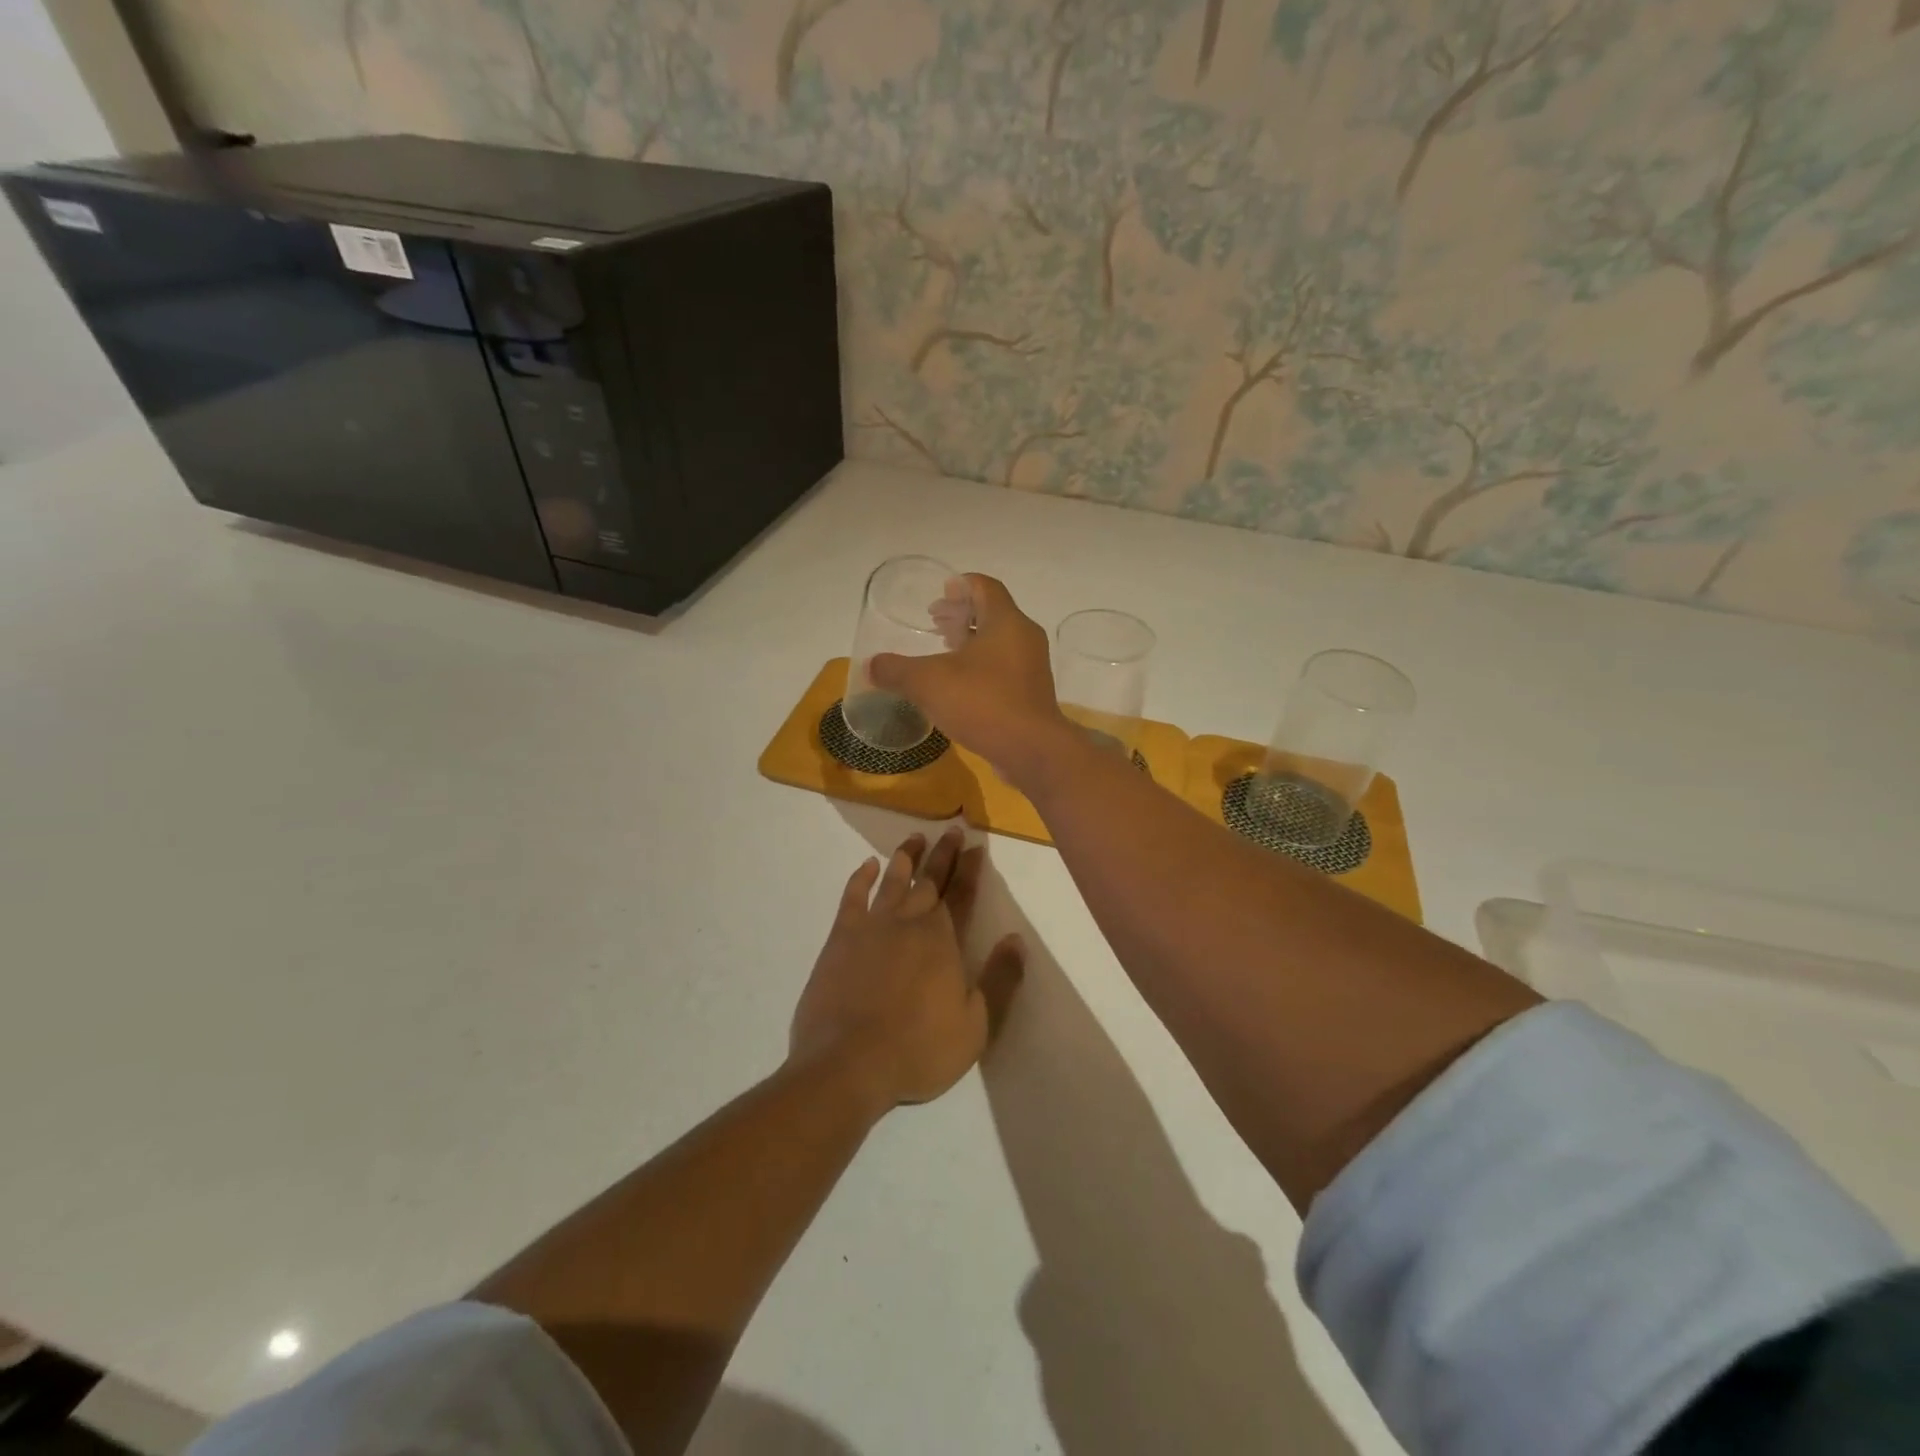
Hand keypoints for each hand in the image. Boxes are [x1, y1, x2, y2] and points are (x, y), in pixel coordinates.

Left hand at [790, 828, 1024, 1108]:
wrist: (847, 1064)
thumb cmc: (918, 1049)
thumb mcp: (976, 1025)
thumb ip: (999, 979)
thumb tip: (1016, 939)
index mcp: (942, 940)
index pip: (961, 895)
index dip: (969, 869)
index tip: (975, 846)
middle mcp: (909, 922)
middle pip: (929, 880)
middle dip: (942, 854)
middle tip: (951, 830)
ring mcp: (871, 927)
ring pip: (893, 881)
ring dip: (905, 857)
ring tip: (914, 838)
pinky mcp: (841, 938)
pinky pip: (853, 897)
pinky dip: (861, 878)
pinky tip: (868, 866)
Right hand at [870, 575, 1071, 785]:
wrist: (1031, 751)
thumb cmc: (983, 703)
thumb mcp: (928, 683)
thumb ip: (896, 670)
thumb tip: (871, 666)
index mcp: (1005, 621)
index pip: (985, 586)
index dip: (960, 584)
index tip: (939, 594)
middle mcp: (1024, 638)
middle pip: (992, 613)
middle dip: (962, 615)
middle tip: (935, 624)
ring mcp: (1031, 668)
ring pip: (999, 643)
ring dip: (972, 644)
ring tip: (943, 654)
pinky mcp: (1031, 695)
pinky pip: (1004, 670)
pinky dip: (982, 669)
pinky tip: (959, 688)